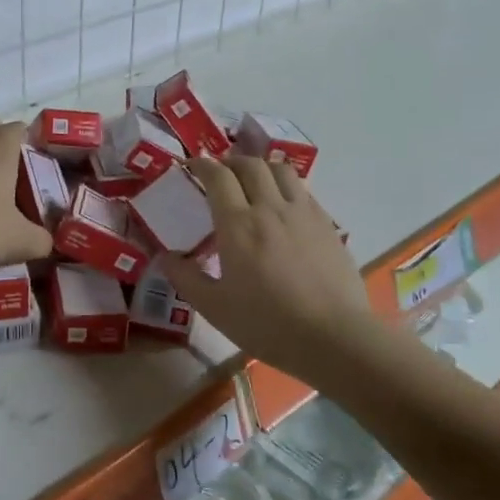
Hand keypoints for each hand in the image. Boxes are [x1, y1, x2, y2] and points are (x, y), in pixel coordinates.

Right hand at [163, 156, 381, 392]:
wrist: (334, 337)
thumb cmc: (268, 324)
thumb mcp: (215, 308)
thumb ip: (186, 278)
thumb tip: (165, 256)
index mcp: (238, 224)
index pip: (217, 176)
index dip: (202, 164)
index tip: (192, 166)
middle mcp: (270, 208)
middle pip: (250, 165)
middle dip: (230, 162)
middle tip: (220, 174)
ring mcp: (302, 213)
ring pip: (280, 170)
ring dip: (261, 168)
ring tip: (253, 182)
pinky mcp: (327, 224)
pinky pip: (303, 190)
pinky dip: (286, 186)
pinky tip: (283, 206)